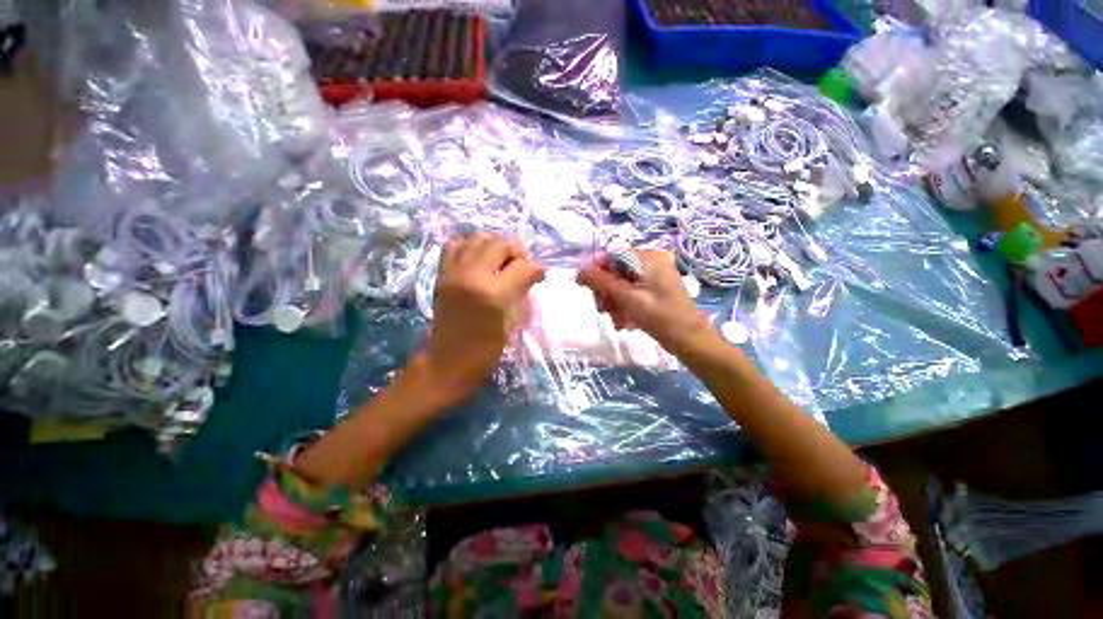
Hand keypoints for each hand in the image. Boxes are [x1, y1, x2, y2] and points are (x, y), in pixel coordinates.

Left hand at [423, 233, 545, 402]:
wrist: (447, 361)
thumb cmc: (486, 350)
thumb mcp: (512, 322)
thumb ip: (522, 291)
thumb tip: (534, 272)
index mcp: (493, 293)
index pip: (522, 266)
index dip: (536, 268)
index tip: (541, 274)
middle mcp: (472, 275)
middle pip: (500, 244)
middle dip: (517, 252)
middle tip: (522, 266)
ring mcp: (454, 272)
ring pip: (479, 238)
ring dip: (496, 246)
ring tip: (502, 261)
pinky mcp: (442, 273)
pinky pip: (456, 244)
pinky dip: (471, 246)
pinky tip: (479, 260)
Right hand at [577, 250, 712, 354]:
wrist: (690, 340)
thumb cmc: (660, 315)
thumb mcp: (627, 297)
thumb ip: (601, 282)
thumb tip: (579, 271)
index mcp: (648, 257)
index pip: (613, 255)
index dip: (598, 271)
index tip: (588, 289)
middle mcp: (651, 263)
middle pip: (616, 271)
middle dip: (607, 292)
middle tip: (604, 310)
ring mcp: (653, 278)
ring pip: (621, 285)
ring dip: (614, 303)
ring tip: (617, 320)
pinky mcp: (654, 292)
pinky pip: (631, 294)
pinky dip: (624, 307)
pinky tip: (624, 322)